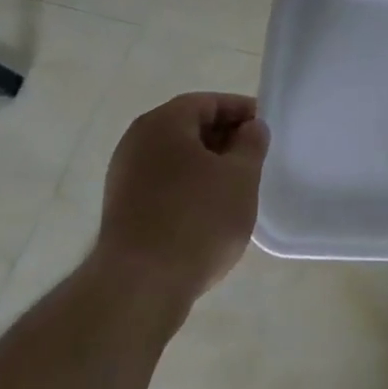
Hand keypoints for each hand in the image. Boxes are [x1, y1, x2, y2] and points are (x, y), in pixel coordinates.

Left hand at [95, 92, 268, 309]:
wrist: (139, 285)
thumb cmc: (197, 220)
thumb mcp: (240, 177)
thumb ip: (251, 144)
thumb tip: (251, 127)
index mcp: (164, 123)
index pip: (208, 102)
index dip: (241, 110)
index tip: (265, 128)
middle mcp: (137, 140)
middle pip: (189, 126)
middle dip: (224, 137)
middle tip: (255, 157)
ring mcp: (124, 174)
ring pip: (176, 156)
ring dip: (207, 164)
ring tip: (236, 186)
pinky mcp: (122, 206)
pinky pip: (163, 181)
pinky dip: (188, 185)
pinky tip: (209, 209)